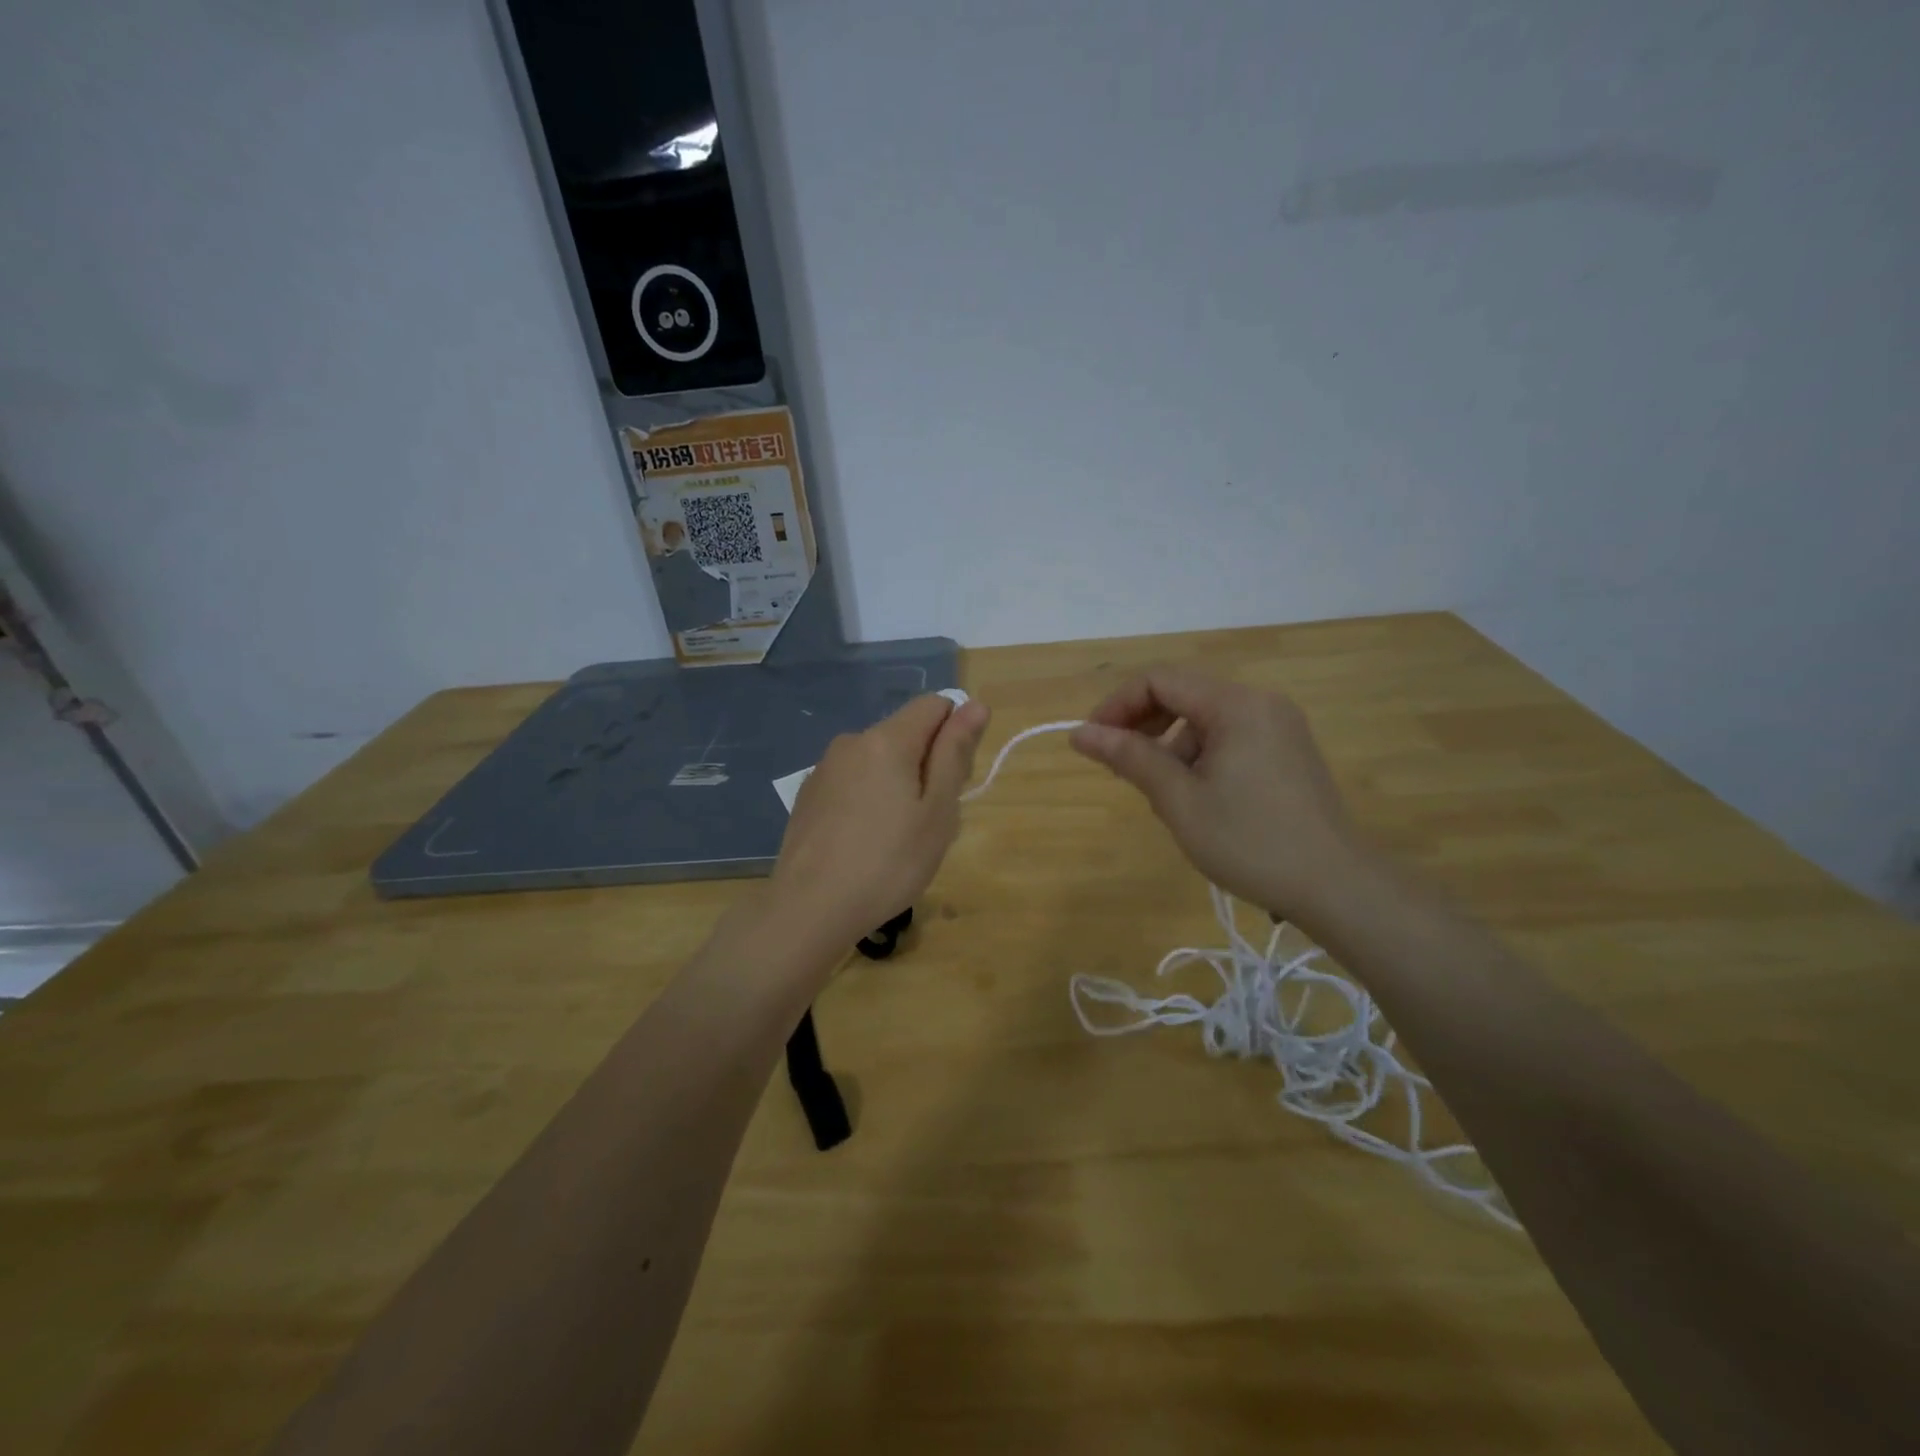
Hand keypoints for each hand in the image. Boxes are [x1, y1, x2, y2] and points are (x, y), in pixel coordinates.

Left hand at [770, 694, 990, 949]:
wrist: (809, 909)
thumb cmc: (889, 862)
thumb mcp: (938, 810)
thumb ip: (955, 752)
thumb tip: (975, 704)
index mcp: (887, 739)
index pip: (934, 705)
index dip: (955, 735)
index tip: (953, 782)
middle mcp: (852, 741)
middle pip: (906, 733)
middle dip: (927, 765)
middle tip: (929, 822)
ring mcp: (825, 768)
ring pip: (880, 760)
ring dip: (898, 784)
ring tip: (897, 839)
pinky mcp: (809, 795)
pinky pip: (854, 782)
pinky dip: (869, 800)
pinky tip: (864, 843)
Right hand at [1069, 666, 1364, 924]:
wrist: (1336, 887)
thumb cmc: (1250, 842)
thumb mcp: (1179, 800)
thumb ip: (1129, 758)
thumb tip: (1080, 733)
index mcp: (1235, 705)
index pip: (1159, 680)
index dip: (1117, 706)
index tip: (1092, 743)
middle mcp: (1260, 702)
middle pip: (1182, 694)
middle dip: (1142, 725)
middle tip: (1118, 767)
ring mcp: (1278, 726)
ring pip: (1204, 719)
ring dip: (1170, 746)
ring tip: (1163, 796)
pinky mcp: (1287, 751)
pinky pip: (1228, 737)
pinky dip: (1200, 756)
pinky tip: (1198, 799)